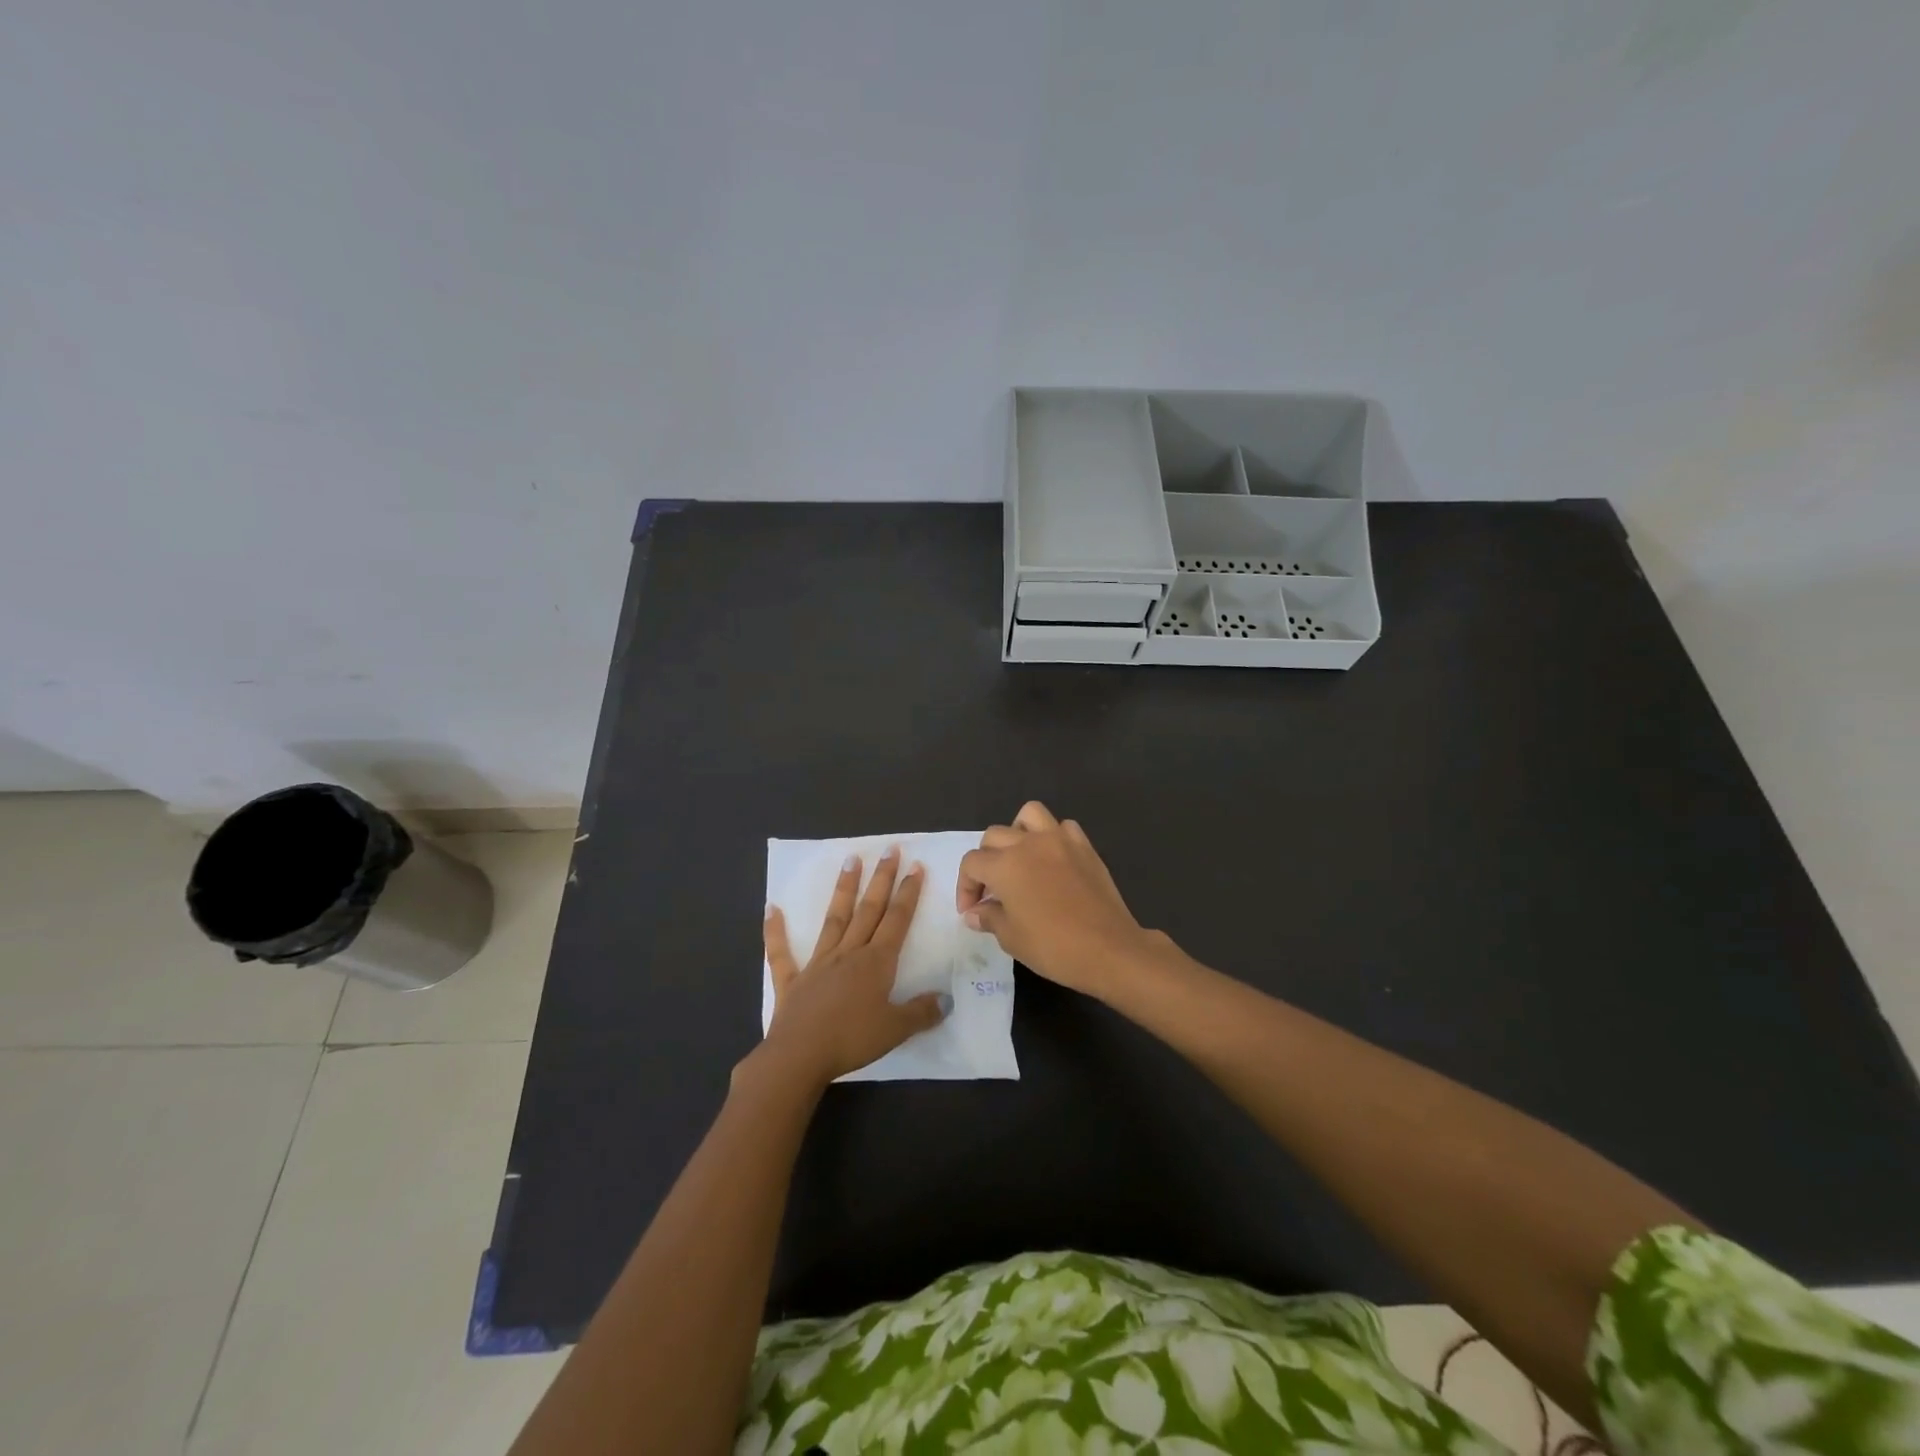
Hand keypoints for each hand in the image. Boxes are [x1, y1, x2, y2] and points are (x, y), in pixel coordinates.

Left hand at [758, 847, 948, 1088]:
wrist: (800, 1056)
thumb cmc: (852, 1040)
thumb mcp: (896, 1029)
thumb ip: (921, 1012)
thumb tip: (947, 999)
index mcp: (876, 962)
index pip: (897, 920)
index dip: (908, 893)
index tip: (915, 866)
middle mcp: (849, 953)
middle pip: (869, 909)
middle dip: (882, 878)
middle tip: (889, 849)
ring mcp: (818, 963)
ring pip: (834, 919)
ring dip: (844, 889)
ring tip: (850, 860)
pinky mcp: (792, 980)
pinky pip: (781, 952)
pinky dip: (775, 931)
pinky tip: (771, 908)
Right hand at [956, 802, 1162, 998]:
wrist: (1108, 949)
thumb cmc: (1053, 947)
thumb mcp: (1011, 938)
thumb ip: (989, 918)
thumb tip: (974, 912)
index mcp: (1005, 865)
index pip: (972, 863)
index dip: (966, 886)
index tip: (971, 909)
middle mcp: (1028, 843)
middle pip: (994, 836)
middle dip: (985, 861)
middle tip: (992, 890)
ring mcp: (1060, 840)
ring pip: (1029, 815)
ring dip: (1017, 832)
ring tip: (1019, 858)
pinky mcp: (1084, 846)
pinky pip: (1063, 827)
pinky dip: (1053, 837)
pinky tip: (1053, 860)